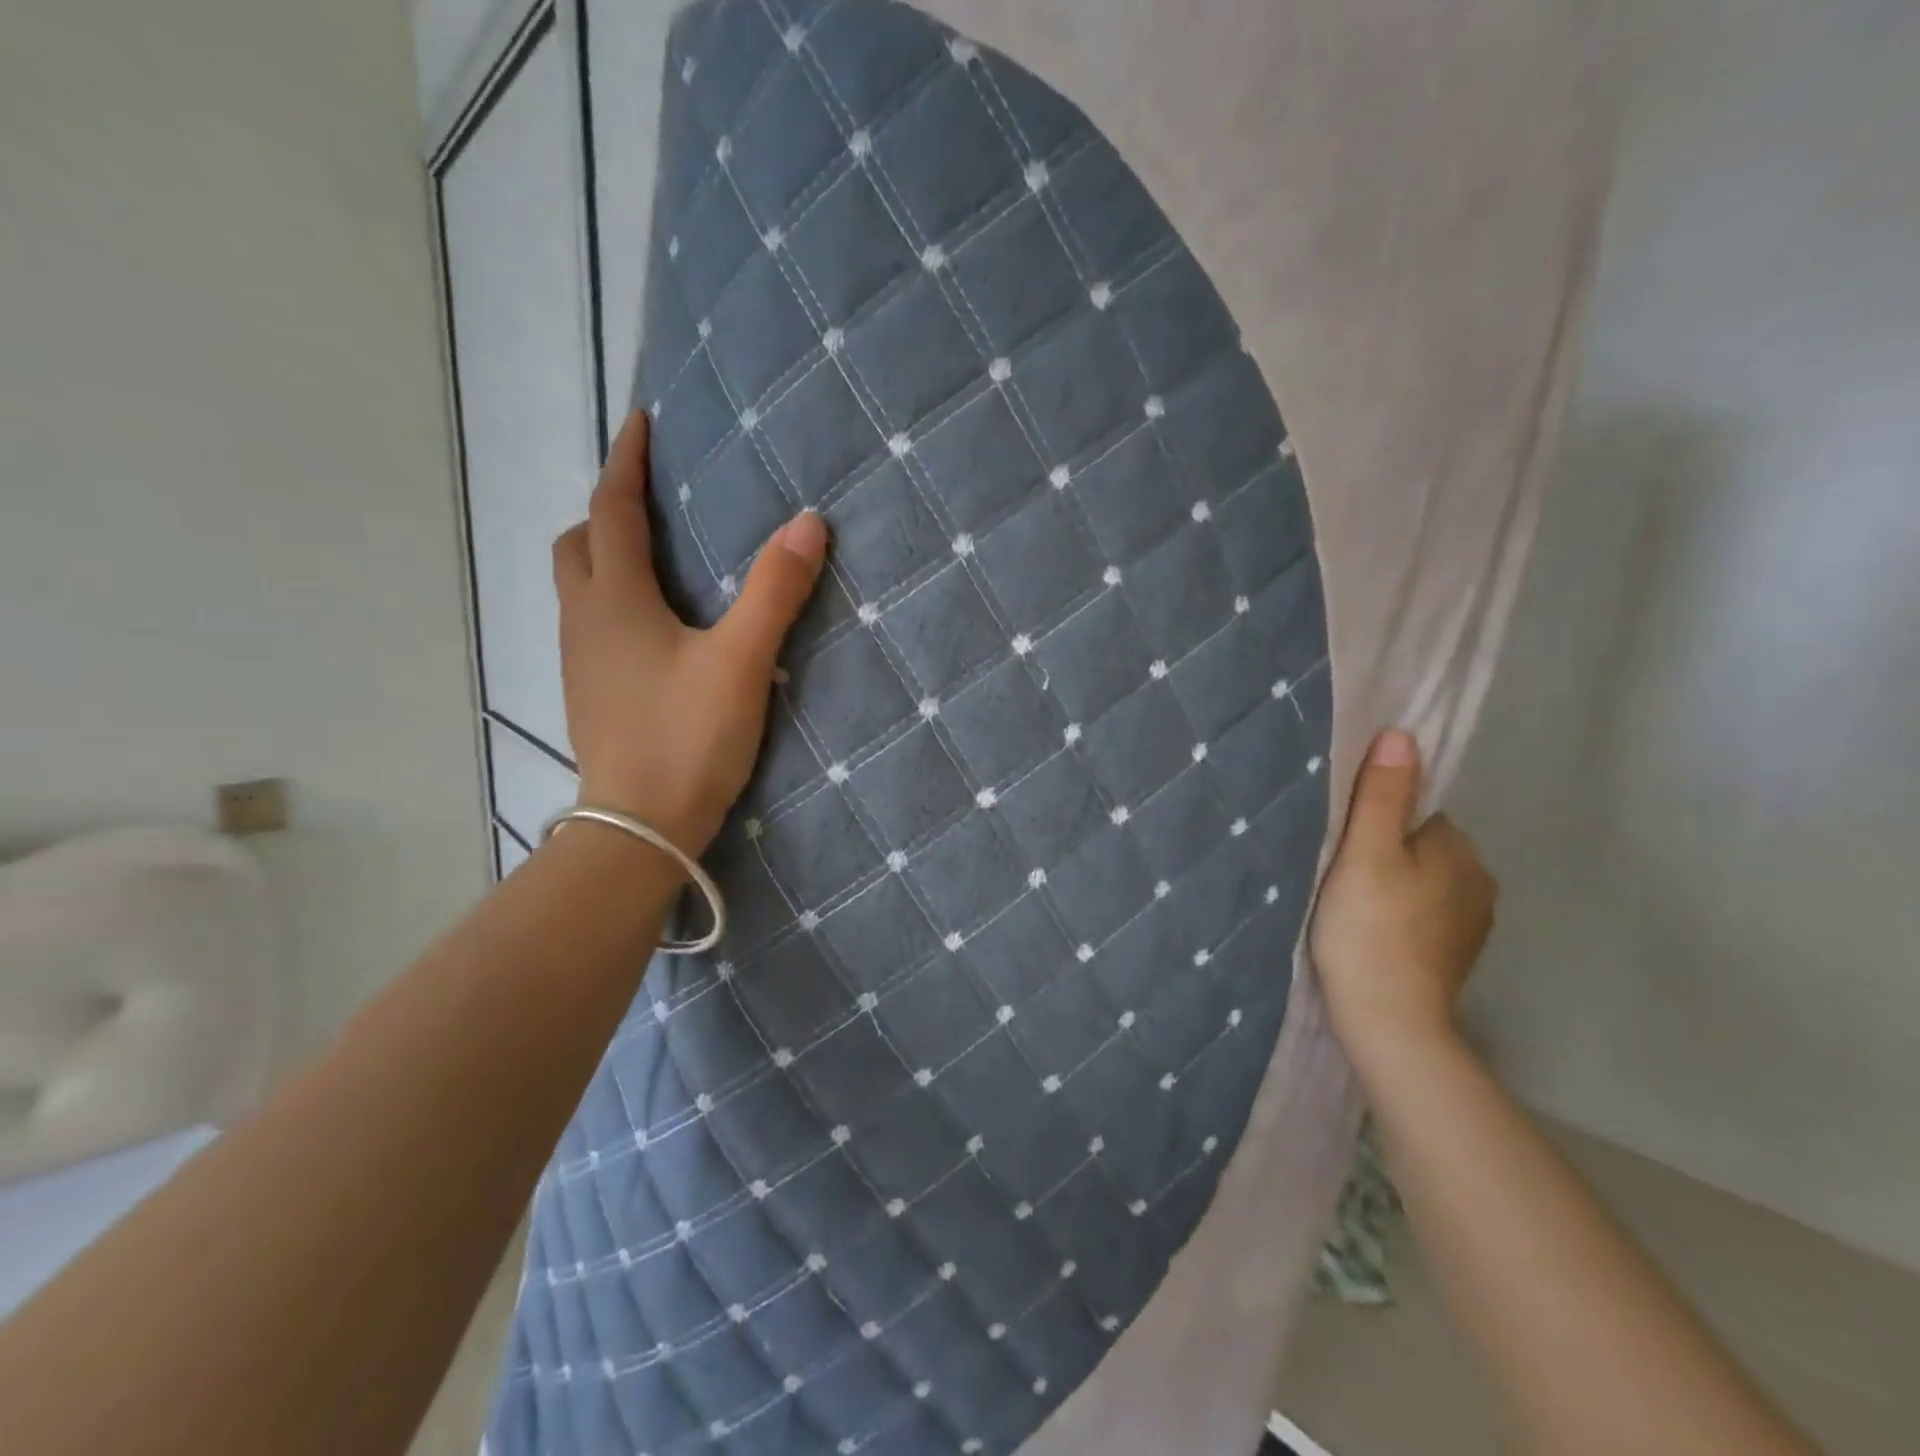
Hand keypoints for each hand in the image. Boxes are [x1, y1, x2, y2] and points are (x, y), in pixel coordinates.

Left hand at [552, 411, 827, 854]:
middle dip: (607, 512)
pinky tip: (652, 628)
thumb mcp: (741, 660)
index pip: (612, 510)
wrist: (639, 828)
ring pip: (578, 588)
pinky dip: (611, 602)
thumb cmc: (687, 738)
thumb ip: (774, 591)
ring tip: (654, 558)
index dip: (625, 462)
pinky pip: (590, 626)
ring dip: (605, 557)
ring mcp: (579, 662)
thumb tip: (809, 522)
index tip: (641, 423)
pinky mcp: (589, 696)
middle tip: (650, 503)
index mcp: (615, 600)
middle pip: (578, 545)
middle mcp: (584, 621)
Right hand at [1309, 728, 1497, 1059]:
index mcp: (1459, 850)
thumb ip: (1383, 794)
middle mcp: (1479, 880)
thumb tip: (1401, 734)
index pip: (1417, 813)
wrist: (1390, 1021)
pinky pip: (1426, 914)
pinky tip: (1375, 934)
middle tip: (1341, 877)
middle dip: (1387, 854)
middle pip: (1421, 847)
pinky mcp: (1457, 954)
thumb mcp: (1365, 853)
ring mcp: (1472, 923)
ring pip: (1424, 882)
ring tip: (1354, 907)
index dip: (1376, 823)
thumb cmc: (1371, 928)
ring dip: (1395, 886)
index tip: (1344, 846)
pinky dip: (1403, 917)